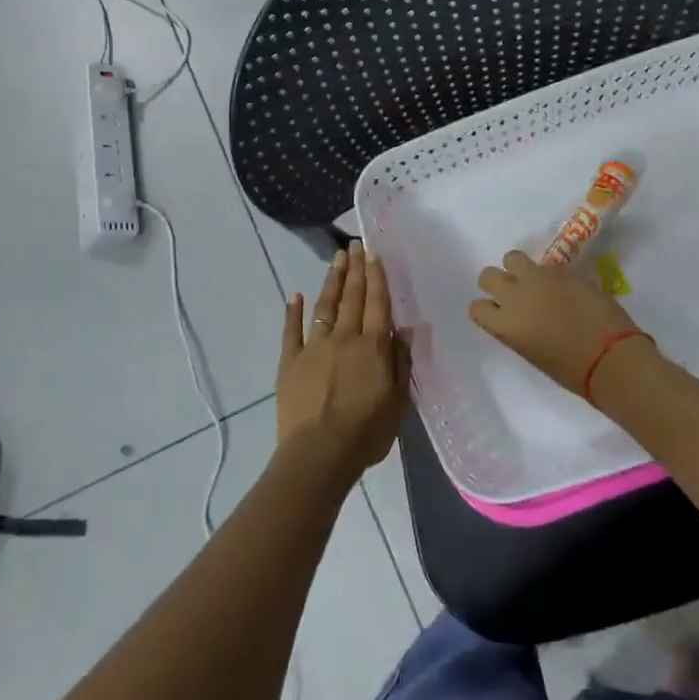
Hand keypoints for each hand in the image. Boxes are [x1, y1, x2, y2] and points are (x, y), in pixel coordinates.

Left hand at [276, 242, 408, 478]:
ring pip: (324, 306)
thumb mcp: (397, 401)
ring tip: (336, 259)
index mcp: (372, 347)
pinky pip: (292, 330)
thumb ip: (401, 362)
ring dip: (332, 281)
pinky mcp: (290, 361)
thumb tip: (408, 329)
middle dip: (355, 270)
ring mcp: (314, 346)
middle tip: (354, 245)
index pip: (377, 304)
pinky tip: (295, 295)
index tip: (374, 254)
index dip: (376, 277)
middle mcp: (344, 337)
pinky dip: (293, 311)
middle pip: (352, 297)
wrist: (320, 453)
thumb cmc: (366, 432)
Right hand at [469, 250, 647, 395]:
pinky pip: (545, 265)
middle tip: (515, 293)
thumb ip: (516, 329)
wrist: (611, 357)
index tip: (500, 314)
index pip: (476, 307)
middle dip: (498, 282)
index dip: (488, 309)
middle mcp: (515, 296)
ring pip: (512, 257)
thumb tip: (519, 317)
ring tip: (535, 282)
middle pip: (488, 275)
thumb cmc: (571, 369)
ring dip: (519, 269)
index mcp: (504, 325)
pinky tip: (565, 288)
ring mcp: (538, 279)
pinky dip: (550, 274)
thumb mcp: (531, 352)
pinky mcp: (562, 269)